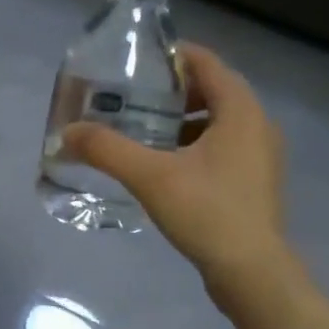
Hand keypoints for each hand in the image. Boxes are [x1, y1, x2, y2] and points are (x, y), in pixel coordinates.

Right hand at [60, 42, 293, 301]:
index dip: (173, 56)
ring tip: (144, 131)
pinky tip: (165, 166)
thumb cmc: (207, 212)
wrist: (252, 273)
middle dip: (173, 91)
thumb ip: (107, 150)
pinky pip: (223, 147)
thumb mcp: (150, 177)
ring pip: (218, 122)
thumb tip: (67, 133)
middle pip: (213, 91)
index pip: (207, 63)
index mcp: (241, 111)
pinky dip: (195, 145)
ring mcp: (261, 156)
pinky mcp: (255, 182)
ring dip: (183, 120)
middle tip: (133, 97)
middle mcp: (258, 125)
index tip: (137, 61)